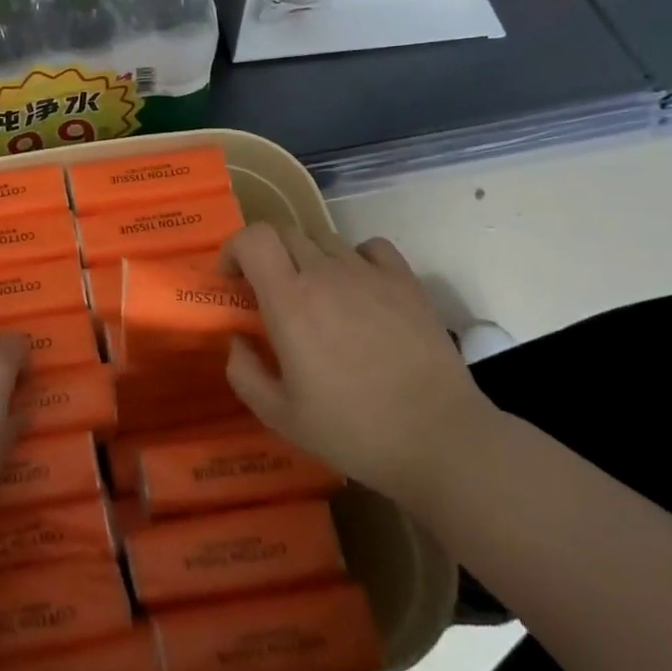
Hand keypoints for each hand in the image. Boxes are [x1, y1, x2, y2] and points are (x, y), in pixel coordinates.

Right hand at [222, 223, 497, 507]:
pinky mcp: (406, 282)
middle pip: (285, 232)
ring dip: (307, 257)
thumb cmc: (353, 429)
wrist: (440, 439)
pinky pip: (370, 248)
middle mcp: (326, 274)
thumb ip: (243, 373)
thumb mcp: (280, 416)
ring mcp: (370, 273)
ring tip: (314, 294)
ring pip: (324, 238)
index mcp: (290, 300)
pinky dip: (354, 257)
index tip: (232, 279)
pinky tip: (357, 287)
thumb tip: (237, 340)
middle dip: (266, 253)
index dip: (234, 248)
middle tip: (267, 290)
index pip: (254, 238)